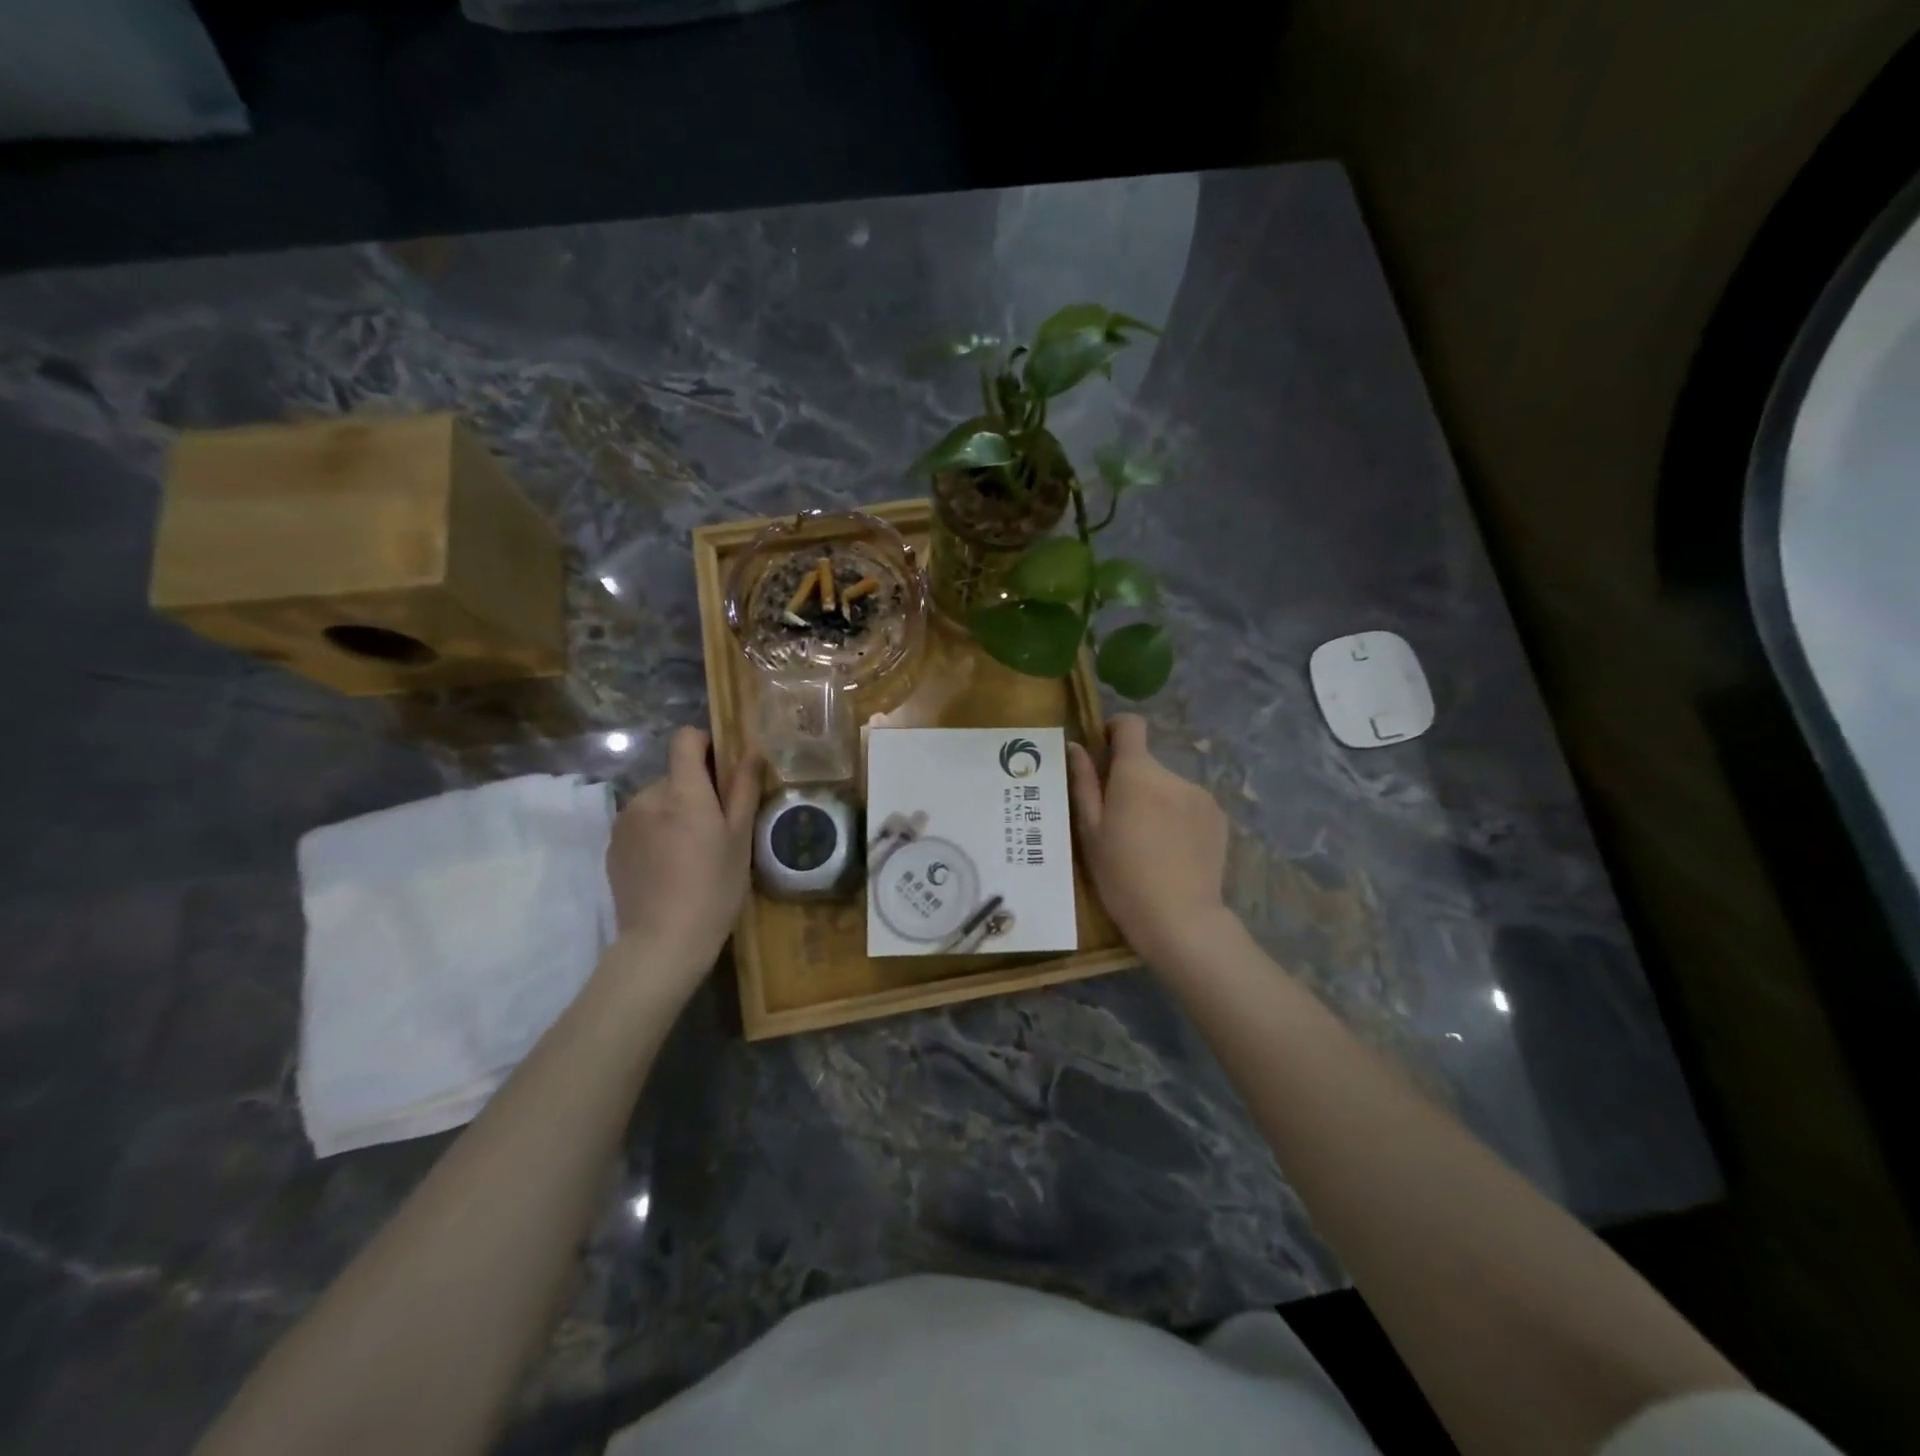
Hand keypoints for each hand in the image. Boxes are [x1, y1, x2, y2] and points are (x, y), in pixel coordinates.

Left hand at [605, 727, 760, 976]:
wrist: (663, 942)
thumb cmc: (714, 888)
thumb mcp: (740, 839)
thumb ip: (744, 789)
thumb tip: (752, 750)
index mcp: (682, 791)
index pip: (685, 740)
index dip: (706, 745)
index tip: (724, 770)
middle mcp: (647, 797)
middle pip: (675, 775)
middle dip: (696, 792)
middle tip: (718, 830)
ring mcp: (624, 822)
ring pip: (658, 801)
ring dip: (675, 814)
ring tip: (692, 853)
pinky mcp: (613, 847)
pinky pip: (641, 824)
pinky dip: (657, 834)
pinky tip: (670, 868)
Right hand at [1067, 714, 1231, 962]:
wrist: (1180, 919)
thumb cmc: (1122, 876)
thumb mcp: (1090, 832)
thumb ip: (1083, 783)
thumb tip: (1076, 747)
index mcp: (1137, 774)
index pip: (1131, 725)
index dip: (1115, 731)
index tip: (1104, 755)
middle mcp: (1172, 774)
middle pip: (1147, 764)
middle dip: (1131, 782)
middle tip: (1119, 823)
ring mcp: (1200, 795)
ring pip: (1167, 787)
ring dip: (1155, 802)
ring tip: (1147, 844)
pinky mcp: (1219, 817)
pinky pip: (1189, 806)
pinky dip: (1177, 819)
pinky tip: (1172, 852)